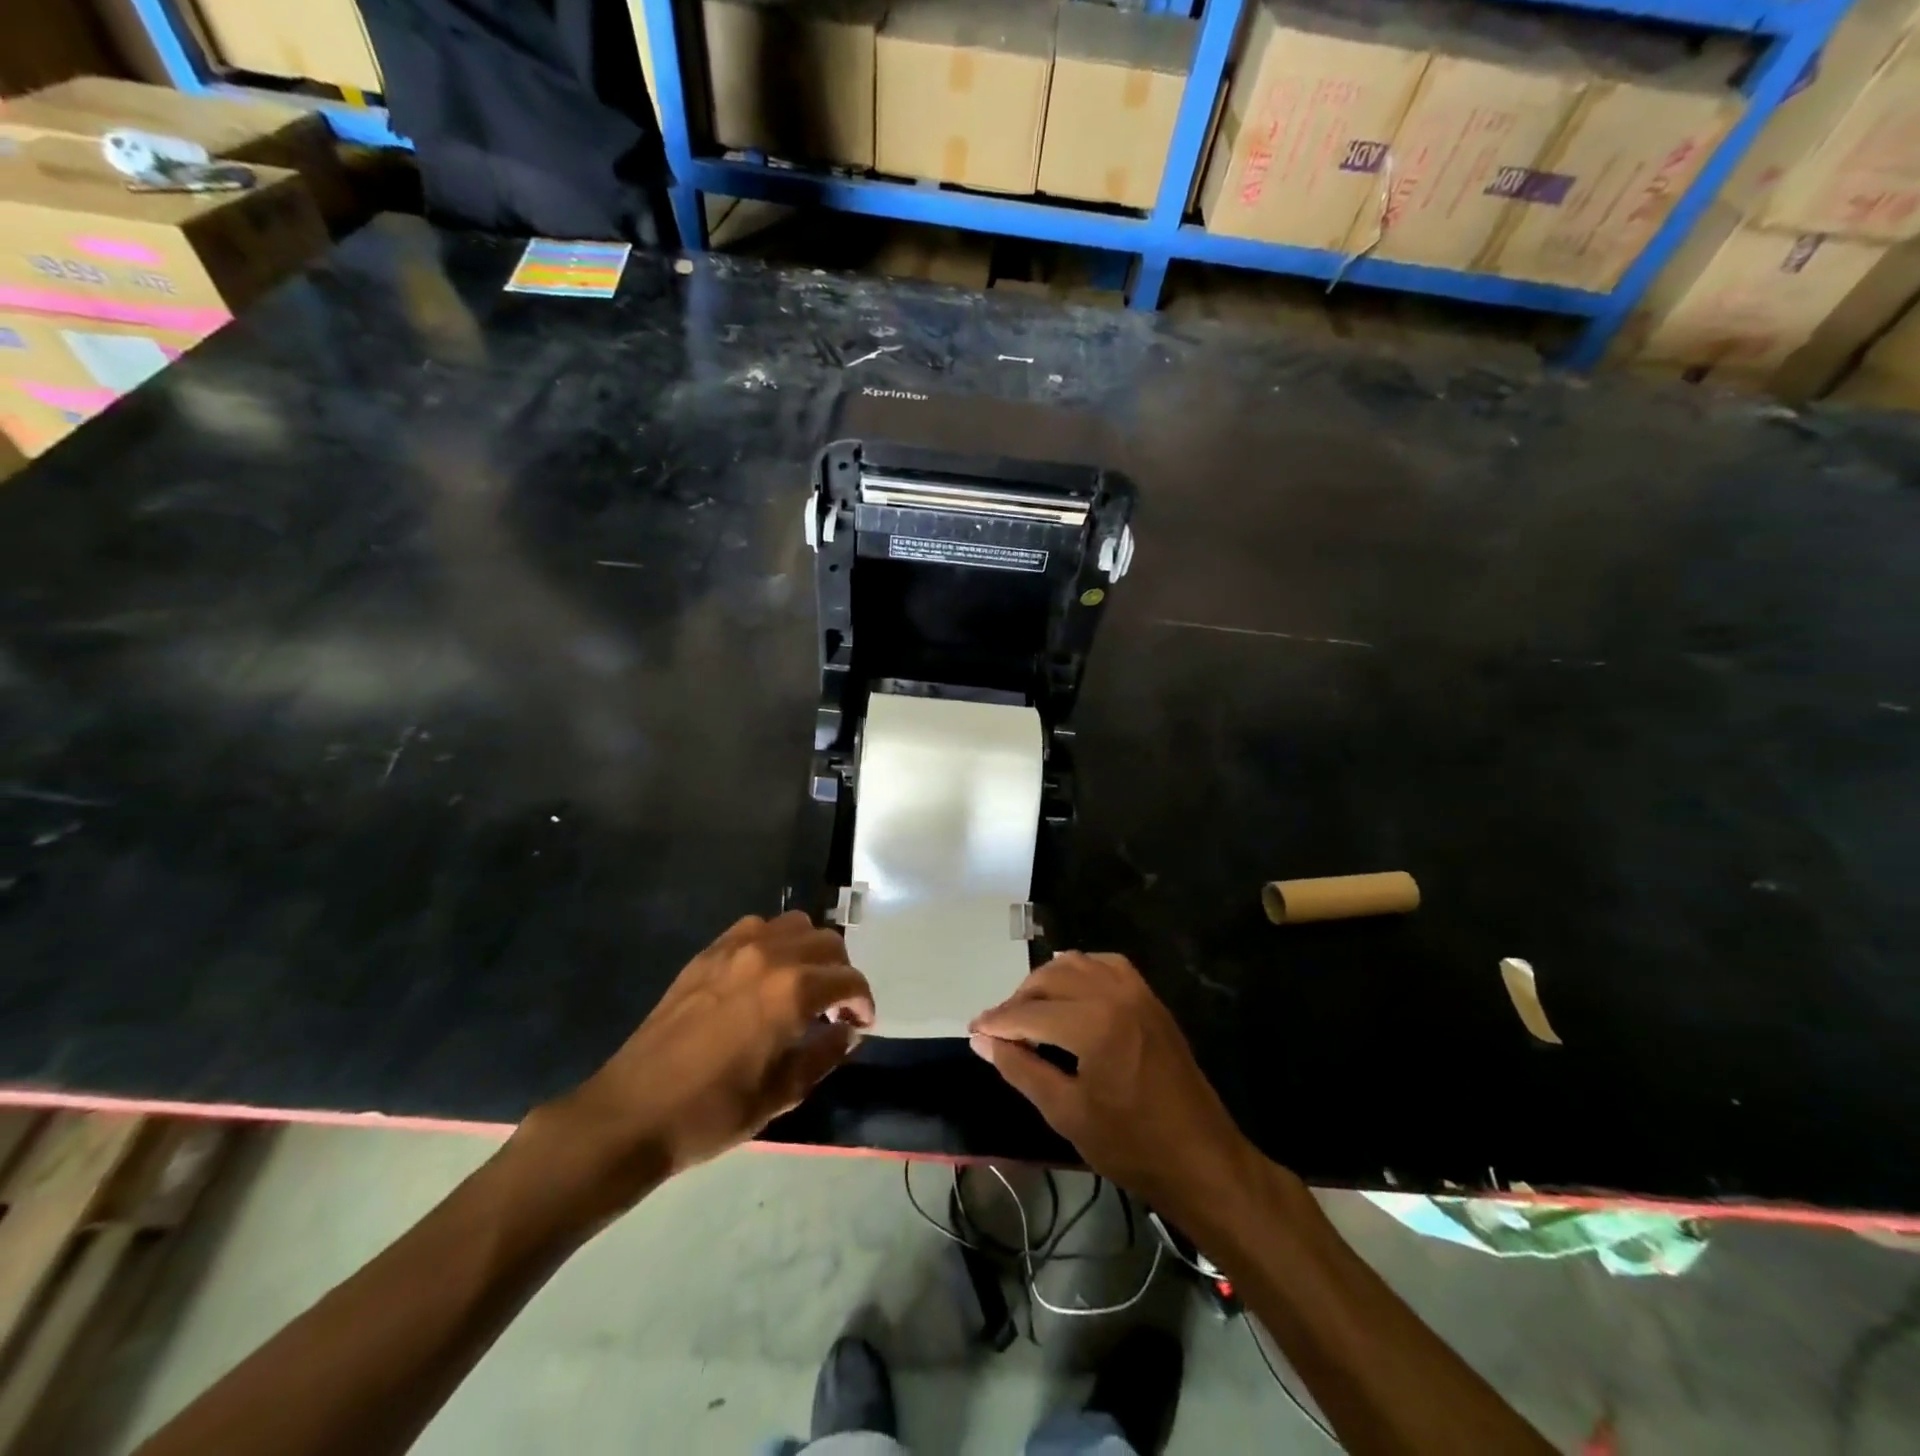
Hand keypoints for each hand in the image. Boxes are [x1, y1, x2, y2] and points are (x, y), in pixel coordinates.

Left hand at [527, 912, 874, 1219]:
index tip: (861, 1024)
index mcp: (793, 991)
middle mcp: (769, 955)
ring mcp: (734, 948)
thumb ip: (824, 1055)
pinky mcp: (707, 953)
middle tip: (835, 1008)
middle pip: (827, 942)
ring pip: (794, 924)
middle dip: (841, 972)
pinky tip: (766, 974)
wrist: (633, 1112)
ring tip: (803, 984)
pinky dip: (774, 941)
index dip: (863, 1001)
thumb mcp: (781, 1094)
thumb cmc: (713, 1111)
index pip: (848, 980)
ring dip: (810, 950)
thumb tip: (847, 1032)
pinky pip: (755, 927)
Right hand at [969, 952, 1253, 1209]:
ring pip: (1077, 964)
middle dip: (1018, 1000)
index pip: (1029, 1012)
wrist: (1200, 1159)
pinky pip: (1107, 966)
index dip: (997, 1022)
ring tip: (1029, 1011)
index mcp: (1093, 1022)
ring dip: (1047, 982)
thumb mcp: (1065, 1111)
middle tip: (999, 1029)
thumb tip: (981, 1040)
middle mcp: (1114, 993)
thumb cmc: (1130, 1144)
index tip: (973, 1031)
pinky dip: (1081, 971)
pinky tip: (1070, 992)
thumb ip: (1020, 1068)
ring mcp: (1137, 991)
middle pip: (1050, 978)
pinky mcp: (1150, 998)